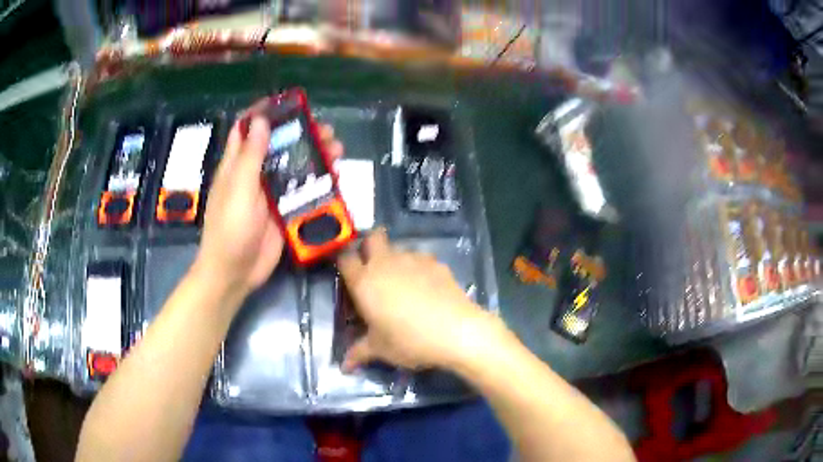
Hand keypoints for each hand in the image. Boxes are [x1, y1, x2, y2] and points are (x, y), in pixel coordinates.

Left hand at [196, 115, 343, 298]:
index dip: (264, 114)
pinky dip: (318, 183)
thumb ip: (250, 157)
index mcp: (237, 165)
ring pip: (294, 167)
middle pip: (278, 146)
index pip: (247, 130)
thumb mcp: (239, 191)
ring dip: (314, 156)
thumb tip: (260, 120)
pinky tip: (334, 177)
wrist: (236, 273)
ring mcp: (270, 194)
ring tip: (337, 149)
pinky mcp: (284, 211)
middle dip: (300, 134)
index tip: (287, 104)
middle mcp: (254, 175)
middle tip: (325, 129)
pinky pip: (302, 192)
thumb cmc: (230, 230)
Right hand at [338, 229, 500, 370]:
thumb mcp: (380, 349)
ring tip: (404, 284)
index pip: (344, 258)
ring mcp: (413, 259)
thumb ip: (358, 353)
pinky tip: (427, 288)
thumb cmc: (409, 341)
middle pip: (372, 238)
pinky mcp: (436, 262)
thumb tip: (344, 367)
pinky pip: (421, 258)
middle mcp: (385, 263)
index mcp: (364, 281)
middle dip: (370, 246)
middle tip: (374, 269)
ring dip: (396, 260)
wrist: (456, 331)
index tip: (349, 274)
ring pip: (398, 248)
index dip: (344, 262)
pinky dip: (418, 268)